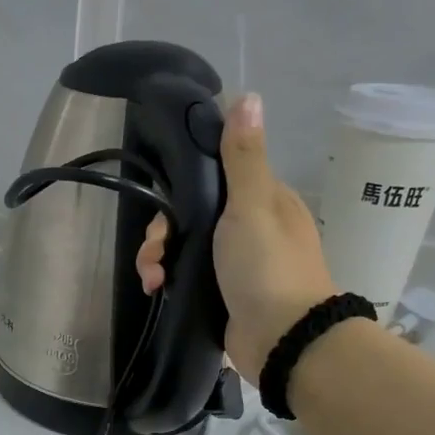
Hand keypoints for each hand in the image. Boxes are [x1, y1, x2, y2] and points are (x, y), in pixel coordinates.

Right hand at [137, 93, 334, 380]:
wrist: (282, 339)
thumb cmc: (267, 266)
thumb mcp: (253, 204)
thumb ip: (243, 156)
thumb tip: (248, 96)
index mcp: (262, 201)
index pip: (211, 180)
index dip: (180, 188)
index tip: (162, 203)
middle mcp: (248, 229)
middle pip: (189, 217)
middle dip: (162, 232)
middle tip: (155, 251)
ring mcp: (234, 265)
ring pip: (182, 249)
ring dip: (158, 259)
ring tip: (151, 278)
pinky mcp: (221, 296)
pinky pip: (184, 278)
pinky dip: (166, 280)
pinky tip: (155, 289)